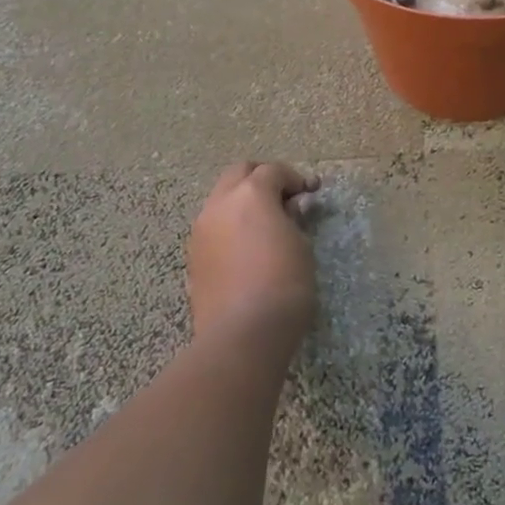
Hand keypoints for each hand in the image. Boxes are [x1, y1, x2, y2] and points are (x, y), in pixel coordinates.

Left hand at [185, 162, 321, 350]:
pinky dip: (230, 226)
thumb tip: (290, 208)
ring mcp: (201, 230)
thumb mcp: (302, 246)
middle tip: (284, 198)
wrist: (242, 334)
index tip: (310, 192)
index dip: (295, 178)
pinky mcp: (193, 257)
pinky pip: (213, 228)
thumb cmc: (284, 284)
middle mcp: (220, 204)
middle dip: (262, 178)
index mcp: (250, 194)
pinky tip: (247, 249)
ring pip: (221, 200)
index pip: (273, 171)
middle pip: (239, 173)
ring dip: (242, 202)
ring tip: (265, 225)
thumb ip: (294, 219)